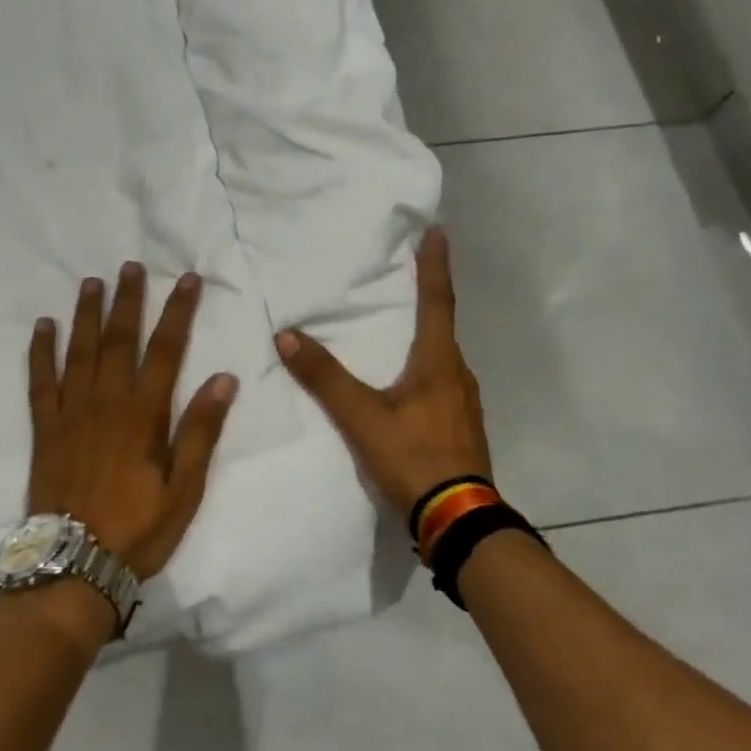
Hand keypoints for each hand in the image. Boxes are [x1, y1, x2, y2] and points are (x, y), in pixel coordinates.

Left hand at [27, 263, 237, 581]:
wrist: (74, 565)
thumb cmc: (138, 529)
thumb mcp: (184, 489)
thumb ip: (201, 432)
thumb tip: (224, 379)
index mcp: (144, 415)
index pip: (166, 350)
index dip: (178, 312)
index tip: (187, 280)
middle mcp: (106, 402)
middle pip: (119, 339)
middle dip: (128, 300)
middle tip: (132, 266)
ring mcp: (70, 413)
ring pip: (79, 350)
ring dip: (86, 313)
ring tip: (92, 282)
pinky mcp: (44, 429)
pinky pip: (40, 380)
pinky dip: (41, 351)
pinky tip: (43, 326)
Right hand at [275, 226, 494, 547]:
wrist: (459, 518)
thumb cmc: (413, 457)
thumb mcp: (362, 418)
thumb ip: (325, 378)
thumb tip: (286, 335)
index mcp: (439, 362)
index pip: (438, 301)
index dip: (435, 265)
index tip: (438, 231)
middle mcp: (458, 375)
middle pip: (443, 326)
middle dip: (428, 298)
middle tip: (408, 276)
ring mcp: (464, 403)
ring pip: (443, 358)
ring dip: (426, 336)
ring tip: (401, 330)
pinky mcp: (462, 427)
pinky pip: (443, 383)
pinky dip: (426, 368)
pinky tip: (407, 385)